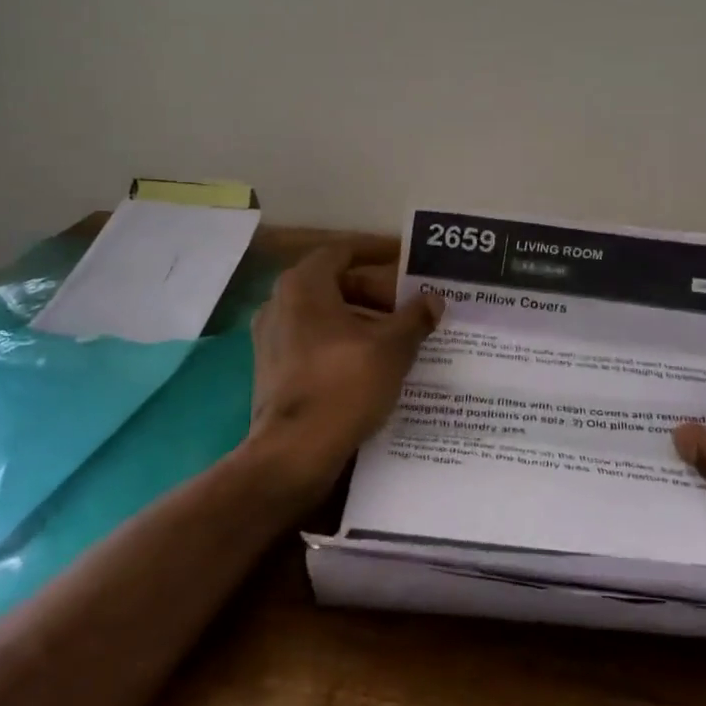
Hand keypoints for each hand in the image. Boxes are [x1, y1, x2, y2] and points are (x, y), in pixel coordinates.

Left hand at [241, 240, 442, 510]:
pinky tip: (373, 365)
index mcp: (303, 285)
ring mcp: (271, 338)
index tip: (405, 260)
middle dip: (375, 292)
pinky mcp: (272, 370)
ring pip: (326, 317)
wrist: (293, 453)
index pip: (343, 251)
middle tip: (410, 306)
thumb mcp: (391, 348)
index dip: (377, 252)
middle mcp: (280, 303)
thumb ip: (415, 318)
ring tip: (400, 336)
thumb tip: (433, 299)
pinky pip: (314, 343)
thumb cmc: (343, 386)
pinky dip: (344, 344)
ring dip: (362, 321)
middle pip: (335, 284)